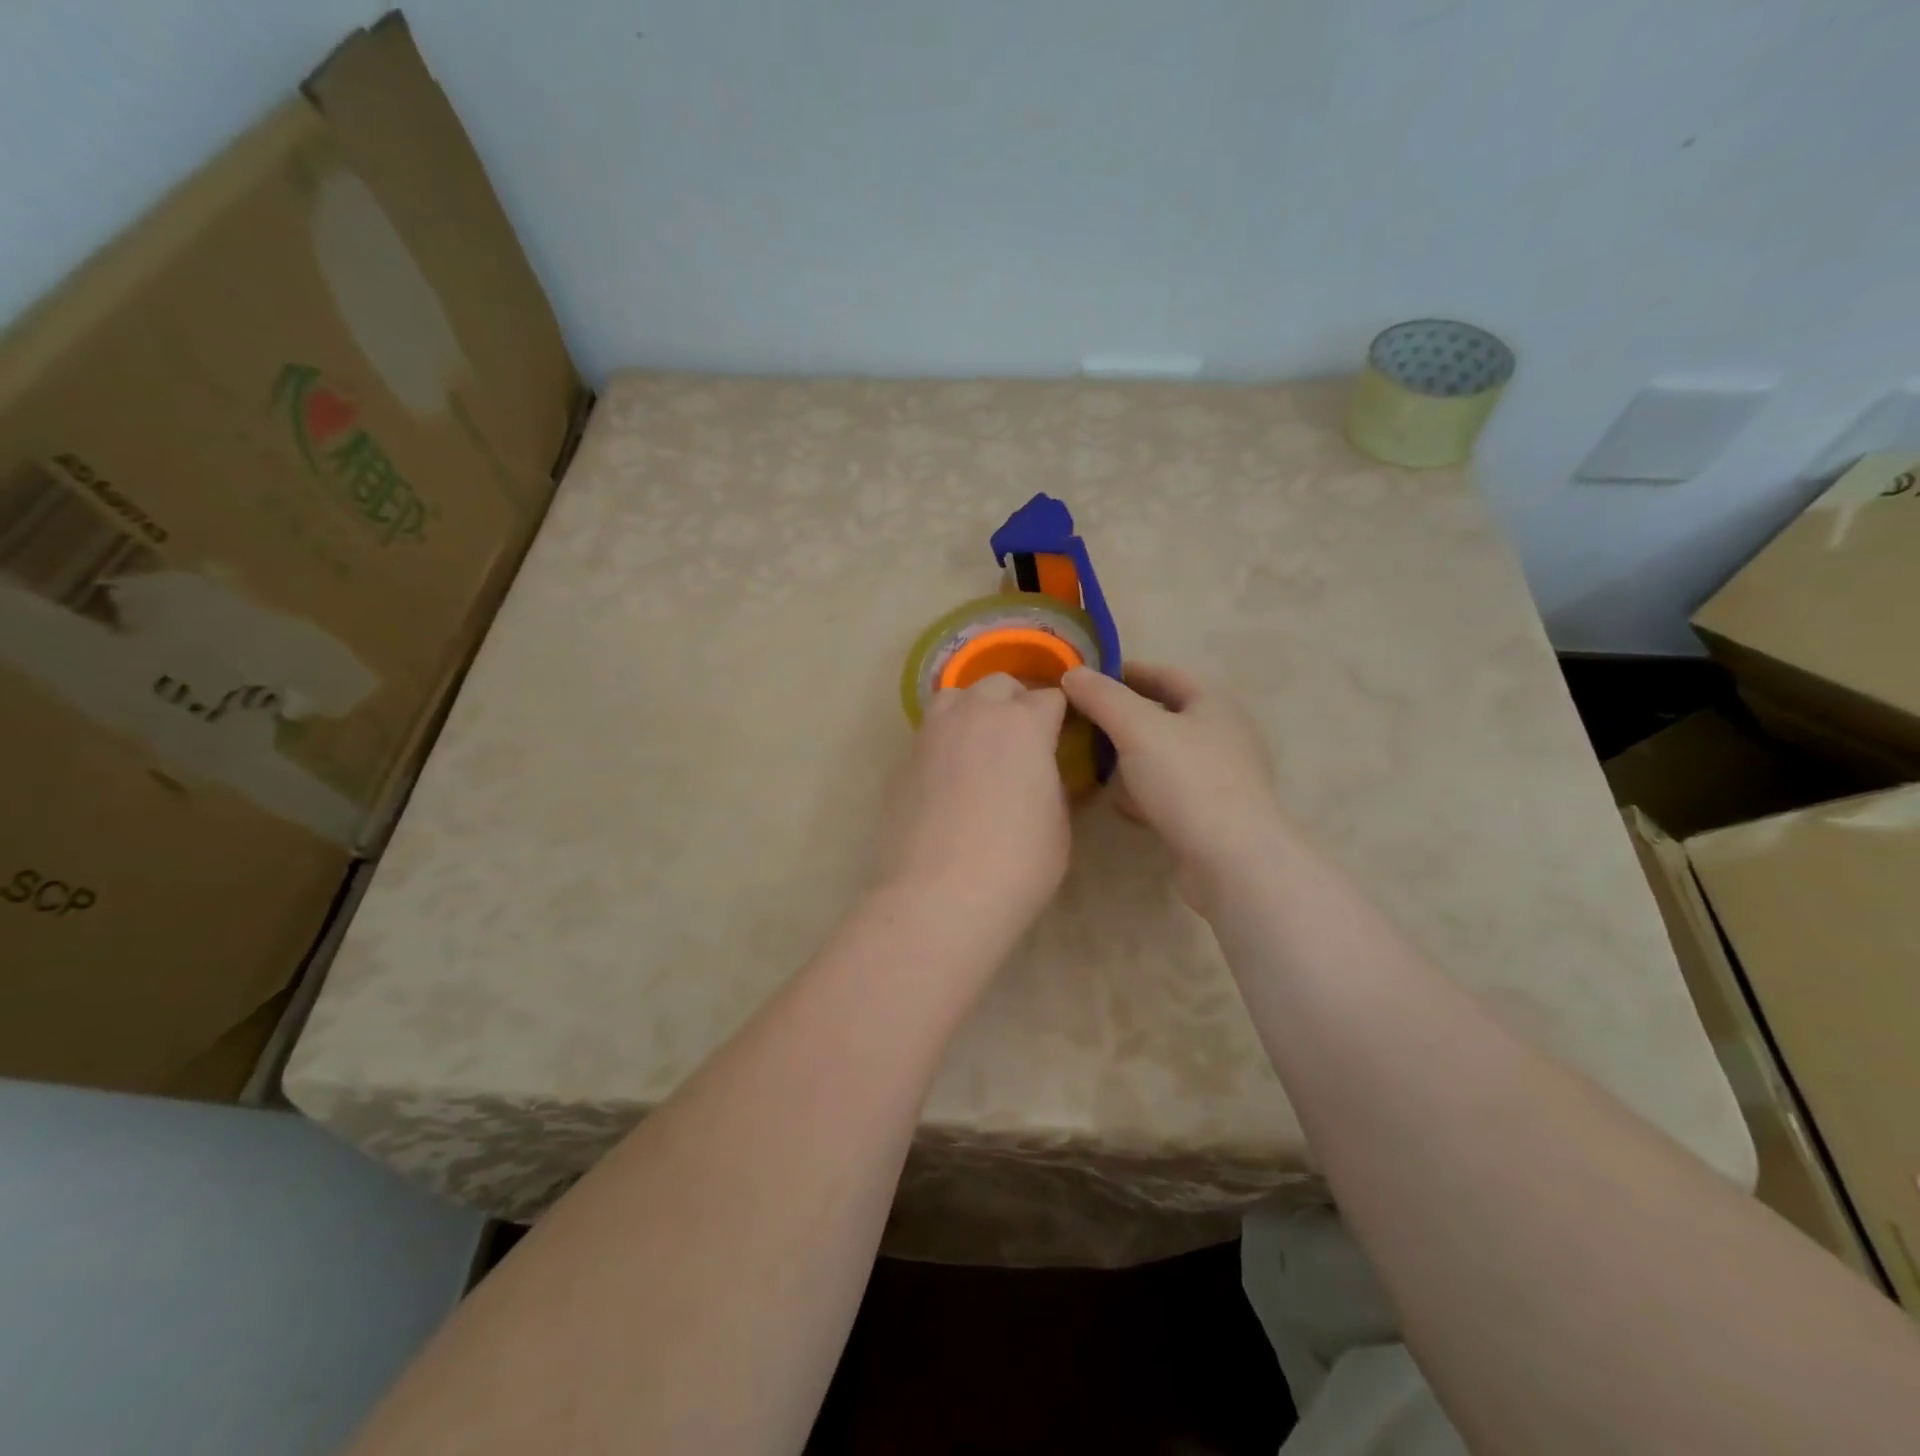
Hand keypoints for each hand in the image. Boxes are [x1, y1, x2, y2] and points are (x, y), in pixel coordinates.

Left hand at [877, 673, 1071, 944]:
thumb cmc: (1016, 865)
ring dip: (973, 711)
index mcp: (1023, 724)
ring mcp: (932, 734)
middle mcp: (975, 715)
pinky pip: (929, 734)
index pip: (1050, 698)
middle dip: (1015, 703)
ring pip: (955, 698)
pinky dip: (945, 743)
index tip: (1063, 737)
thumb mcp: (1058, 825)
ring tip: (980, 748)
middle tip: (1023, 741)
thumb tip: (1042, 772)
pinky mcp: (903, 760)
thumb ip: (1052, 783)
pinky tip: (949, 780)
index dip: (1060, 716)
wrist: (939, 897)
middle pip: (999, 686)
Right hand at [1062, 663, 1284, 908]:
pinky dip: (1144, 790)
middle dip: (1123, 717)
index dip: (1125, 672)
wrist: (1232, 860)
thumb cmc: (1187, 781)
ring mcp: (1220, 776)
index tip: (1087, 680)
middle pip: (1165, 715)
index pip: (1164, 674)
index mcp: (1212, 703)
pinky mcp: (1212, 813)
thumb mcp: (1137, 728)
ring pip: (1165, 755)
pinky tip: (1122, 803)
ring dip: (1131, 756)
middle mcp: (1222, 734)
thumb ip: (1102, 697)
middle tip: (1084, 722)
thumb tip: (1072, 674)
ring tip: (1094, 762)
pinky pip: (1170, 790)